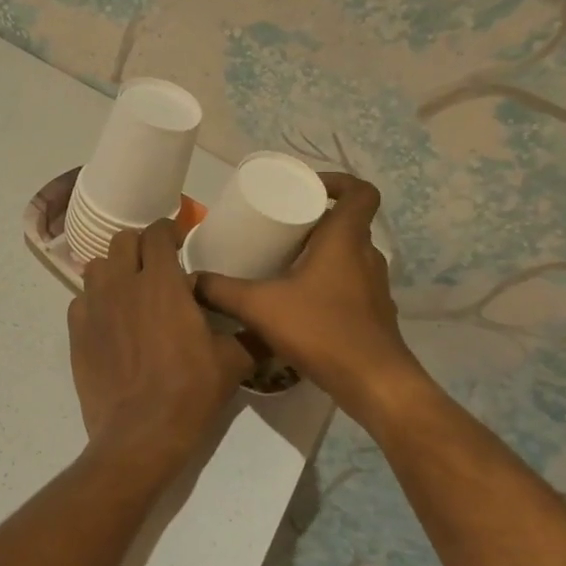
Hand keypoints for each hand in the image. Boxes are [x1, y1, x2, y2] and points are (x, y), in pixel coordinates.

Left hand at [68, 219, 254, 473]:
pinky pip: (81, 300)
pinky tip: (110, 320)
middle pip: (122, 241)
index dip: (168, 230)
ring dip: (114, 269)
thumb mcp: (233, 363)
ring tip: (130, 289)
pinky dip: (95, 301)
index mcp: (162, 283)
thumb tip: (268, 326)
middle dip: (140, 245)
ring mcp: (94, 307)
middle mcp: (123, 285)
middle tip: (156, 264)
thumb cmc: (190, 393)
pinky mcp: (76, 332)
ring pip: (97, 267)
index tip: (179, 239)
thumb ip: (249, 335)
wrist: (140, 434)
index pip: (157, 233)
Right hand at [195, 173, 429, 425]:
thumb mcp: (260, 307)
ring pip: (349, 255)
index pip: (360, 192)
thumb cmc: (321, 330)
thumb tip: (191, 280)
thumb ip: (221, 291)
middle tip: (280, 228)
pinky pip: (351, 283)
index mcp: (346, 239)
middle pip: (348, 223)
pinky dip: (328, 283)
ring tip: (284, 263)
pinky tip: (300, 302)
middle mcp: (366, 256)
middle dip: (316, 220)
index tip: (308, 189)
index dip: (338, 182)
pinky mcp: (374, 313)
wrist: (374, 382)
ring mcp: (375, 286)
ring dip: (321, 253)